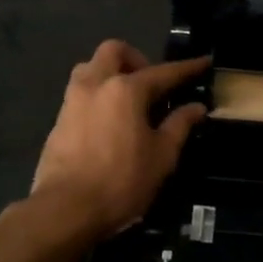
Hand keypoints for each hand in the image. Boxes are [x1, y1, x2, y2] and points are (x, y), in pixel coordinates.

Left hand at [31, 40, 209, 238]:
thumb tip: (196, 107)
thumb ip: (179, 125)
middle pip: (114, 51)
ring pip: (91, 67)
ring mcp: (73, 100)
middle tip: (152, 83)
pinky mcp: (58, 120)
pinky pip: (80, 92)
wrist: (65, 210)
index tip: (204, 62)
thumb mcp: (161, 156)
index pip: (164, 72)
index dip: (187, 68)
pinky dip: (98, 95)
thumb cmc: (121, 182)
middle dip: (136, 58)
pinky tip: (109, 121)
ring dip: (111, 72)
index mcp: (126, 89)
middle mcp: (96, 84)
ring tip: (128, 100)